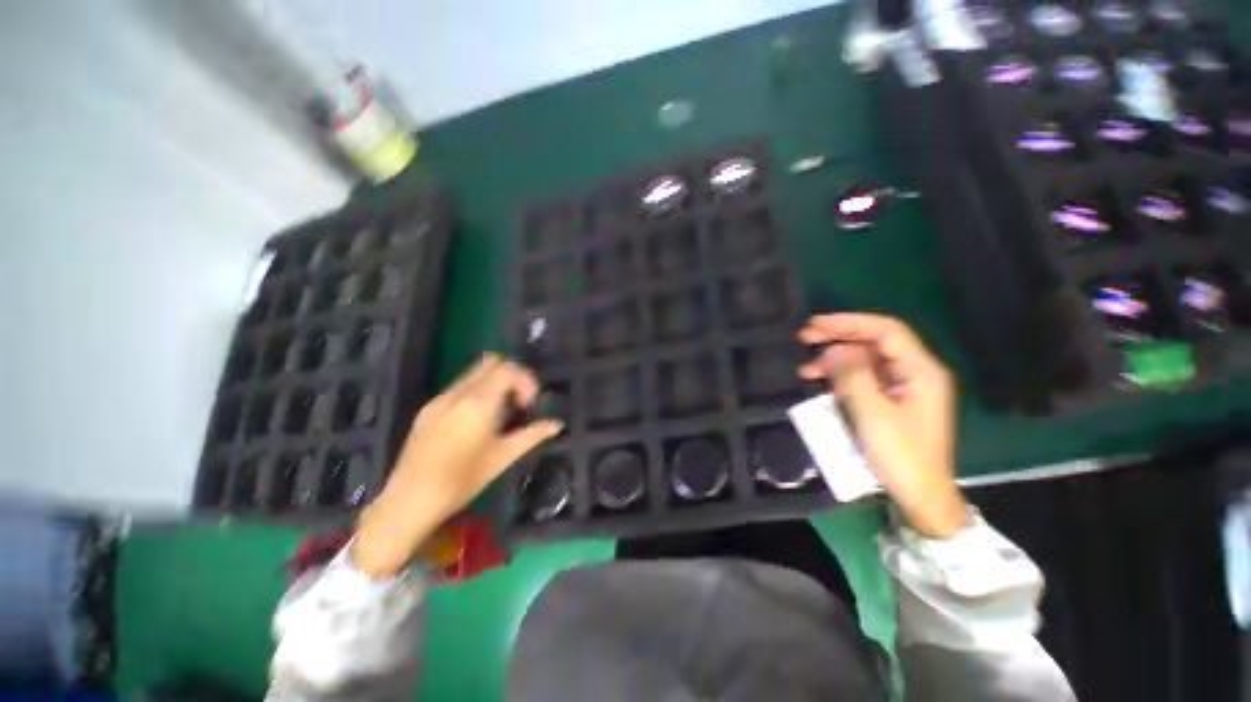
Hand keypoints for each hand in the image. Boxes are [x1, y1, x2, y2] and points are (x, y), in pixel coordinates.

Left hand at [354, 354, 561, 576]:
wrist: (409, 501)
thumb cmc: (462, 481)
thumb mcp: (503, 458)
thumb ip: (532, 435)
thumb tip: (557, 424)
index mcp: (479, 403)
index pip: (507, 369)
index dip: (525, 380)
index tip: (528, 404)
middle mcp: (458, 394)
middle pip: (491, 362)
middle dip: (511, 375)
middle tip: (518, 402)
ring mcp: (440, 399)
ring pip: (474, 373)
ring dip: (493, 383)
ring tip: (499, 413)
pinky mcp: (428, 408)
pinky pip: (459, 387)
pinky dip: (476, 393)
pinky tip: (476, 422)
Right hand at [797, 313, 967, 538]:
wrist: (920, 495)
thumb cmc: (901, 456)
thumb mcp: (873, 414)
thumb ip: (853, 377)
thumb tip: (832, 350)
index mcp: (920, 371)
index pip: (885, 331)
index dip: (849, 322)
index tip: (816, 324)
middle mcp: (914, 372)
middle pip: (874, 342)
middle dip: (838, 337)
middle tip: (805, 337)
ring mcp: (903, 386)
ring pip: (865, 360)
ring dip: (835, 360)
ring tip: (806, 369)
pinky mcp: (892, 399)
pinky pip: (864, 378)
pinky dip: (841, 377)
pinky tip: (821, 383)